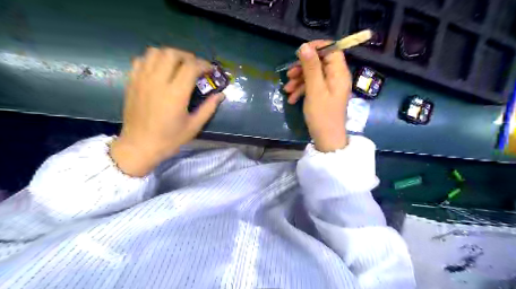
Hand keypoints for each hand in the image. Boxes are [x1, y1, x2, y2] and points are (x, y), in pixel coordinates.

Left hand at [109, 47, 224, 175]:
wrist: (139, 146)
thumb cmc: (170, 139)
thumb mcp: (194, 126)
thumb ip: (209, 108)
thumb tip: (221, 95)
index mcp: (175, 94)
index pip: (191, 66)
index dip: (203, 65)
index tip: (210, 70)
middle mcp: (158, 82)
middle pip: (172, 53)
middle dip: (187, 56)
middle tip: (195, 67)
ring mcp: (142, 80)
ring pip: (155, 52)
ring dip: (170, 55)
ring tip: (178, 65)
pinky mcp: (132, 82)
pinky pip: (141, 60)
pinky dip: (153, 59)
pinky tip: (160, 70)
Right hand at [282, 42, 349, 152]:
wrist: (327, 139)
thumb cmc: (322, 115)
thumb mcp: (314, 90)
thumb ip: (311, 67)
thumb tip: (304, 46)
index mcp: (339, 73)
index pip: (332, 49)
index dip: (316, 48)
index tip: (299, 53)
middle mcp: (337, 77)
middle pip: (320, 63)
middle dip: (302, 68)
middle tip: (289, 74)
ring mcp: (330, 87)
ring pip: (314, 75)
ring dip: (299, 80)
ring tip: (286, 90)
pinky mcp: (324, 95)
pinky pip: (313, 86)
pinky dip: (302, 90)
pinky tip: (291, 98)